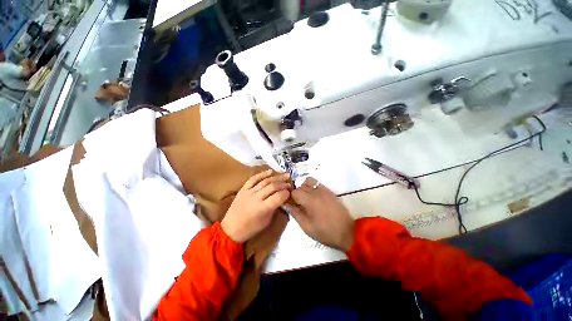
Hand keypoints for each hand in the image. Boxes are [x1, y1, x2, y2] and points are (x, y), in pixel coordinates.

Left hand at [221, 170, 290, 242]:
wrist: (230, 229)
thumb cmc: (250, 229)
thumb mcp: (266, 222)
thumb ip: (274, 208)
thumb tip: (282, 198)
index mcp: (262, 208)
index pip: (278, 197)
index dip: (286, 193)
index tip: (290, 192)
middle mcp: (256, 198)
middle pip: (273, 186)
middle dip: (283, 184)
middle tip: (290, 183)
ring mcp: (248, 192)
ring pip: (265, 181)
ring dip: (276, 177)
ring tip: (285, 175)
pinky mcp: (243, 189)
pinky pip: (253, 179)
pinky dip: (262, 174)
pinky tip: (270, 171)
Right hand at [284, 177, 354, 251]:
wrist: (347, 232)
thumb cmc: (325, 231)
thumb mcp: (307, 226)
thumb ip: (295, 213)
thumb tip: (286, 204)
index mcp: (310, 200)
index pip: (294, 191)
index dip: (290, 197)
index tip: (289, 203)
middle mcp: (316, 191)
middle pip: (301, 185)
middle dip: (296, 192)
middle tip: (296, 202)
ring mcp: (324, 189)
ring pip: (309, 181)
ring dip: (304, 186)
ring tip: (304, 197)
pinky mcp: (329, 191)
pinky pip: (317, 183)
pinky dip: (311, 186)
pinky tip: (312, 197)